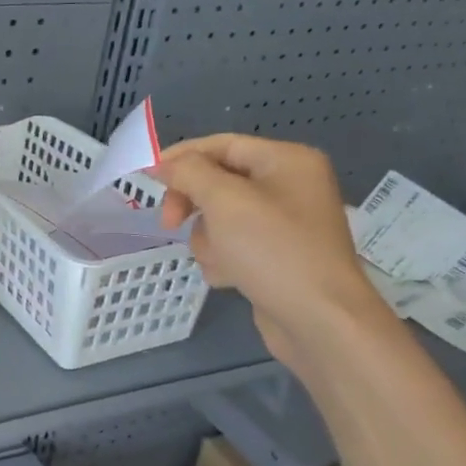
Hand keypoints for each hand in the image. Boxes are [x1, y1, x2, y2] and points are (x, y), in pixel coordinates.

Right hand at [155, 134, 395, 370]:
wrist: (319, 320)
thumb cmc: (273, 251)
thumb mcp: (225, 201)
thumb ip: (189, 173)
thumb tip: (163, 163)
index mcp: (286, 161)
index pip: (222, 145)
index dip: (181, 157)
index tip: (147, 178)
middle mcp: (289, 186)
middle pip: (219, 182)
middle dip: (193, 204)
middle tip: (169, 224)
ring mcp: (284, 224)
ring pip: (220, 217)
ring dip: (207, 239)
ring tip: (219, 260)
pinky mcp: (276, 256)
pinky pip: (234, 245)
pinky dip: (224, 259)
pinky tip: (230, 278)